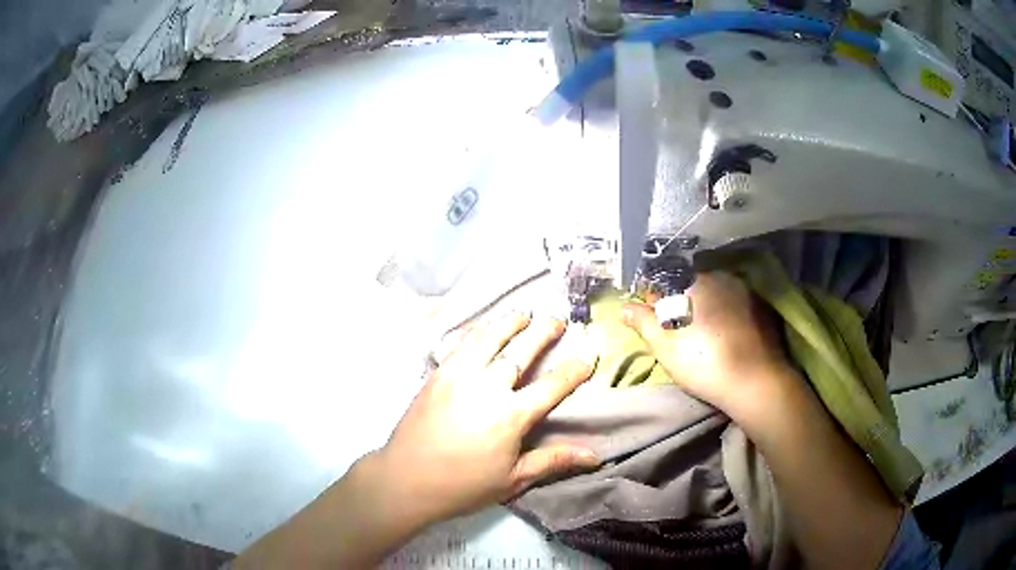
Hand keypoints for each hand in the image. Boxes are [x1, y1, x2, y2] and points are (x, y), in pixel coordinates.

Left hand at [374, 311, 599, 525]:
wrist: (406, 479)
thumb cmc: (463, 485)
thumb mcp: (513, 479)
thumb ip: (553, 461)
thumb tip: (595, 457)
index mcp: (510, 416)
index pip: (551, 387)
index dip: (572, 371)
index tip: (587, 356)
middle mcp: (486, 387)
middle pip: (520, 351)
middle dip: (542, 332)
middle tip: (557, 320)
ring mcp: (458, 376)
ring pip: (488, 338)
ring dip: (508, 322)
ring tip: (523, 313)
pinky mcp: (437, 375)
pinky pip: (460, 344)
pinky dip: (477, 331)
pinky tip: (483, 329)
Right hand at [622, 272, 791, 416]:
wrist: (757, 383)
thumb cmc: (705, 363)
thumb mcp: (666, 347)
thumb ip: (644, 322)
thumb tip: (624, 307)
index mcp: (697, 282)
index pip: (667, 280)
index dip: (656, 297)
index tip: (653, 317)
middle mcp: (722, 278)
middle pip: (692, 285)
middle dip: (681, 301)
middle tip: (677, 329)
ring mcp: (746, 292)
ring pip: (716, 294)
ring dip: (705, 307)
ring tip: (703, 334)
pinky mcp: (762, 308)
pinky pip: (736, 303)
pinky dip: (727, 314)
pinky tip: (726, 336)